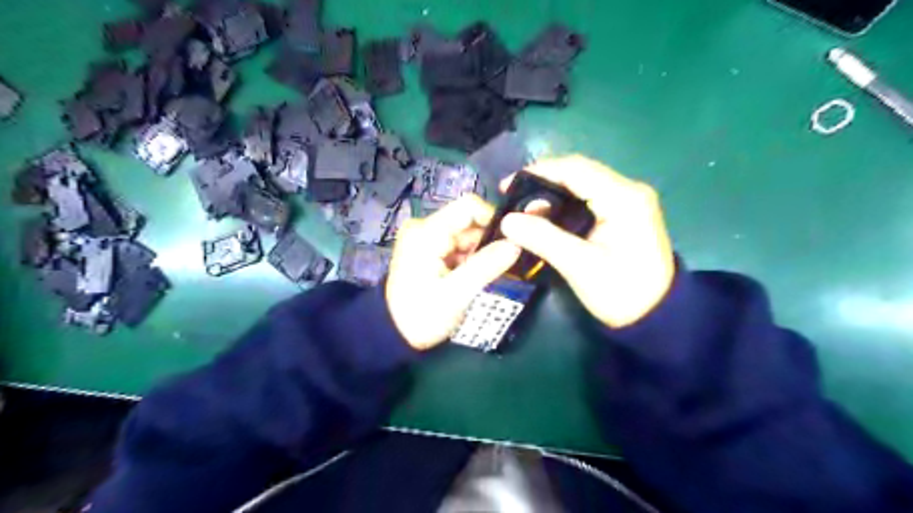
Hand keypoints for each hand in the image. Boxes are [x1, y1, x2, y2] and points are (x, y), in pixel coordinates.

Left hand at [384, 195, 519, 350]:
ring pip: (467, 235)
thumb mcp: (456, 294)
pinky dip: (469, 259)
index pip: (469, 206)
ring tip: (481, 278)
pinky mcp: (429, 248)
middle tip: (497, 269)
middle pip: (469, 222)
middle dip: (487, 243)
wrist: (394, 333)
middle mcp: (425, 226)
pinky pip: (458, 245)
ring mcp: (426, 237)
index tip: (509, 243)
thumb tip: (516, 244)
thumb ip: (486, 266)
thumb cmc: (421, 316)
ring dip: (479, 254)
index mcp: (427, 231)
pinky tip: (470, 278)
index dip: (493, 220)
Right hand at [497, 153, 671, 327]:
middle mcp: (629, 190)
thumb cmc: (621, 292)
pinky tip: (546, 217)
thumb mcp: (580, 266)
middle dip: (542, 182)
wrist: (657, 316)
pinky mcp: (624, 213)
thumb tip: (507, 220)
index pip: (575, 169)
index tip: (507, 185)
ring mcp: (628, 201)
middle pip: (578, 173)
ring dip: (551, 193)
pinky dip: (564, 204)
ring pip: (582, 184)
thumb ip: (543, 239)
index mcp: (623, 198)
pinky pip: (588, 198)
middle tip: (512, 201)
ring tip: (524, 210)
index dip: (538, 172)